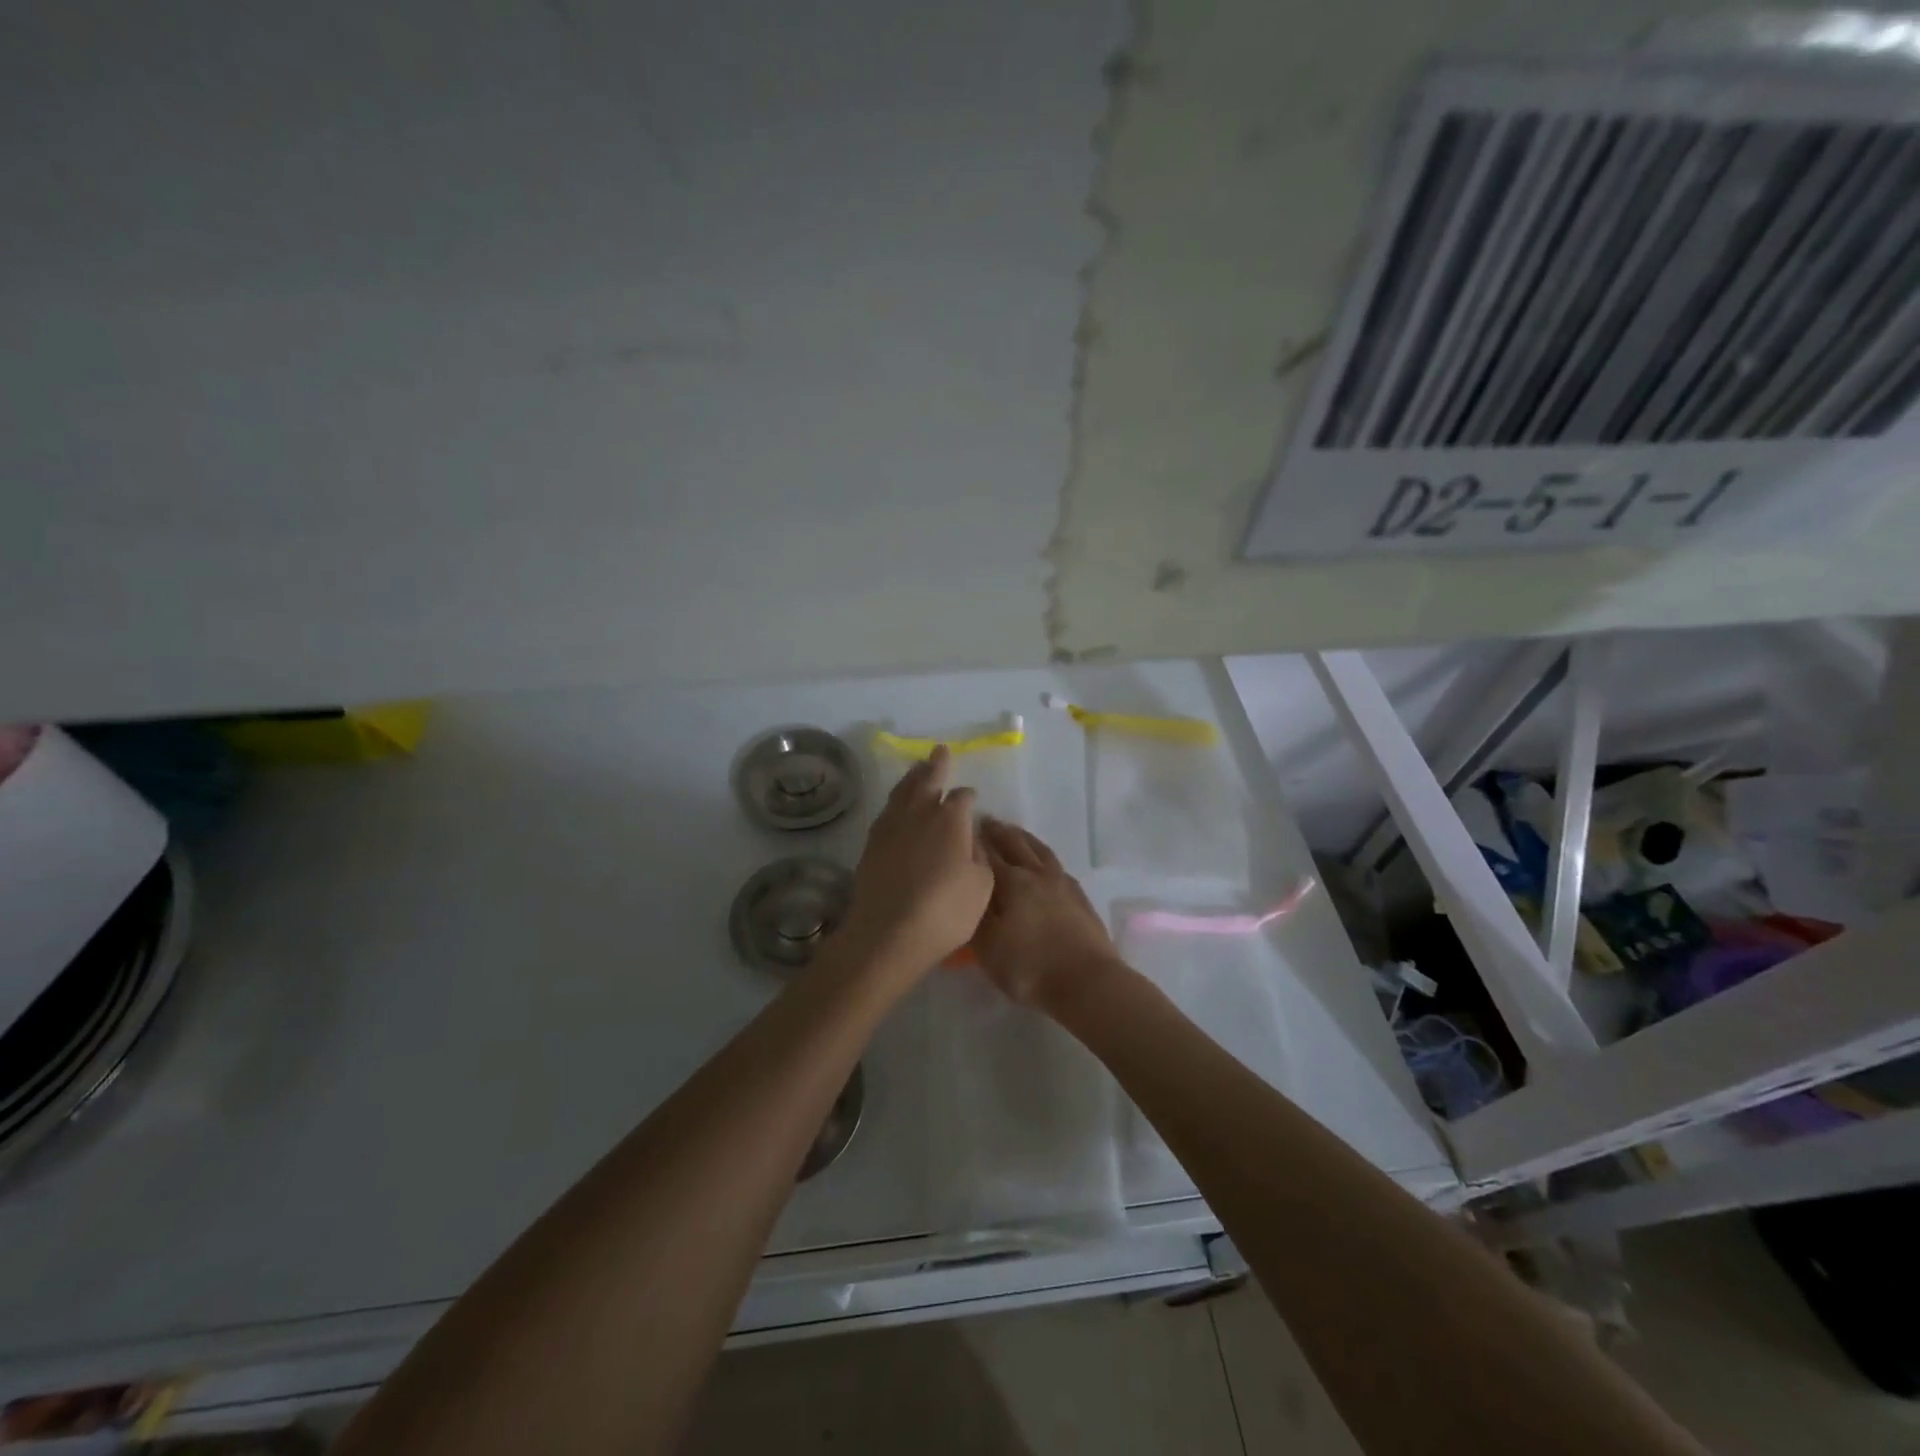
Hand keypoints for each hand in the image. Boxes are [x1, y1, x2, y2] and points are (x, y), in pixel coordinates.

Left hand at [835, 746, 992, 980]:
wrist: (888, 934)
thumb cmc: (945, 912)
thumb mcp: (981, 886)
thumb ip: (979, 856)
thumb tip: (970, 837)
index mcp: (951, 819)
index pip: (962, 798)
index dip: (968, 797)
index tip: (971, 798)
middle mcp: (920, 814)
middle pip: (928, 780)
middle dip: (936, 765)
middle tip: (939, 750)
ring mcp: (891, 827)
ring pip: (903, 792)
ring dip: (913, 777)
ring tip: (918, 767)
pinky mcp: (872, 844)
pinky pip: (887, 811)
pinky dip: (895, 801)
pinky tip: (897, 805)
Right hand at [972, 819, 1123, 1012]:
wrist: (1088, 982)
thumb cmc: (1030, 968)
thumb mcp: (988, 948)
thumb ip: (975, 915)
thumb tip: (967, 888)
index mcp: (1011, 883)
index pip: (987, 854)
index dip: (974, 841)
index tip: (962, 828)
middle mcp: (1036, 874)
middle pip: (1015, 844)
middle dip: (999, 832)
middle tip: (986, 821)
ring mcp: (1062, 883)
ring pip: (1040, 851)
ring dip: (1024, 838)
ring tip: (1014, 832)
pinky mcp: (1080, 896)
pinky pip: (1057, 866)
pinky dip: (1044, 857)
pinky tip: (1044, 863)